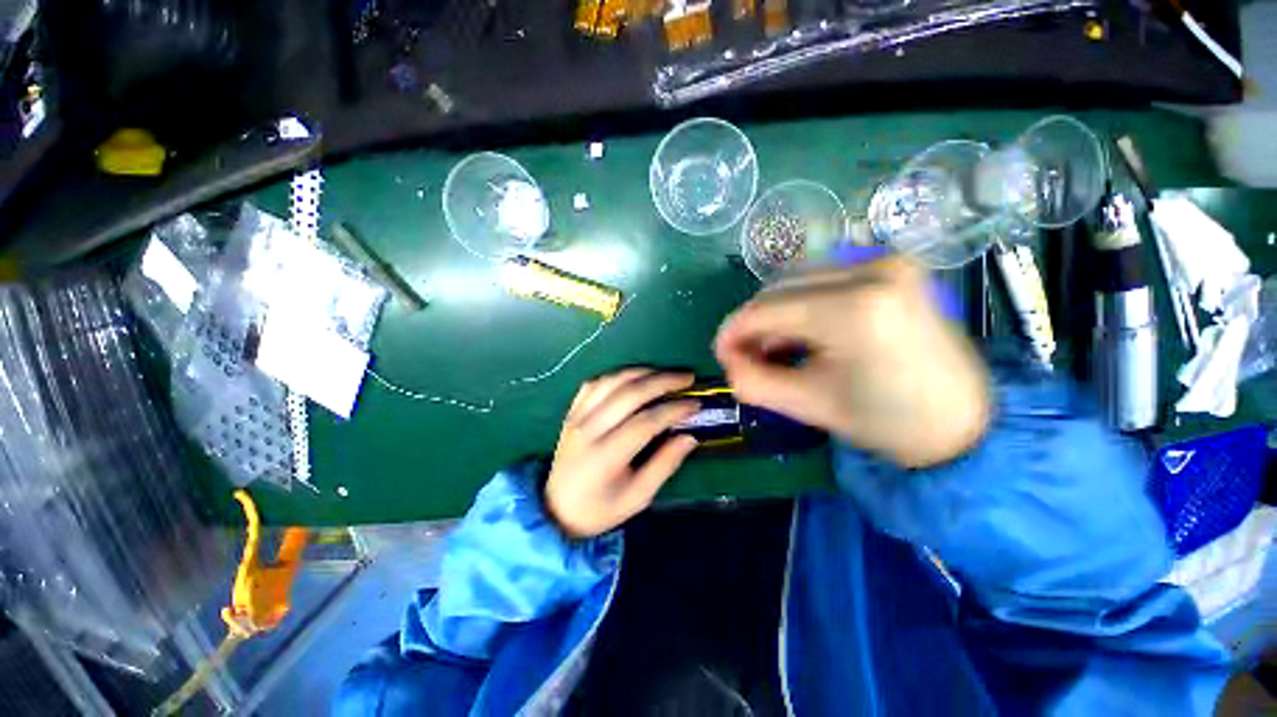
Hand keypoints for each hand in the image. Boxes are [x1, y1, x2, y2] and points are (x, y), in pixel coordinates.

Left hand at [545, 370, 699, 537]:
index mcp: (605, 457)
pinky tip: (634, 378)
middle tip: (687, 378)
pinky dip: (618, 376)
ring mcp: (577, 417)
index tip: (695, 404)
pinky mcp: (572, 412)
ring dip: (642, 373)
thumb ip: (664, 465)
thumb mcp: (638, 497)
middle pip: (629, 394)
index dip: (673, 410)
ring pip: (612, 382)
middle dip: (663, 381)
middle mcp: (588, 430)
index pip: (645, 422)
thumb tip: (690, 437)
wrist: (557, 509)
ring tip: (666, 374)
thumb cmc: (601, 508)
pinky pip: (595, 383)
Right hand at [714, 256, 990, 467]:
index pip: (765, 309)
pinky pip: (823, 279)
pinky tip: (800, 334)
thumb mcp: (807, 405)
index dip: (732, 332)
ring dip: (775, 314)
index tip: (722, 356)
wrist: (963, 421)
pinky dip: (800, 305)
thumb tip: (728, 360)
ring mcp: (886, 262)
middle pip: (779, 289)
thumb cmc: (888, 421)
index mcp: (853, 308)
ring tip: (773, 348)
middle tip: (746, 356)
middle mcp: (871, 269)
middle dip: (753, 324)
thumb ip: (752, 381)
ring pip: (797, 281)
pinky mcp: (892, 266)